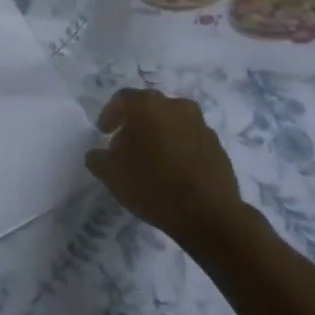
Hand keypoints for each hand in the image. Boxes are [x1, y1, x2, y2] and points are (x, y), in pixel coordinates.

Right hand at [86, 88, 245, 242]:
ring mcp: (200, 124)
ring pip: (172, 122)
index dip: (109, 115)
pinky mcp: (217, 145)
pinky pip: (190, 139)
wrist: (209, 215)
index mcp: (147, 106)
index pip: (122, 99)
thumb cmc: (153, 186)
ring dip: (159, 134)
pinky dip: (179, 147)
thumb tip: (97, 153)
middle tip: (125, 147)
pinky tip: (173, 170)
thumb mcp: (111, 175)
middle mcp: (175, 106)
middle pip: (149, 108)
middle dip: (134, 124)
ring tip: (151, 160)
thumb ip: (97, 158)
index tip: (103, 133)